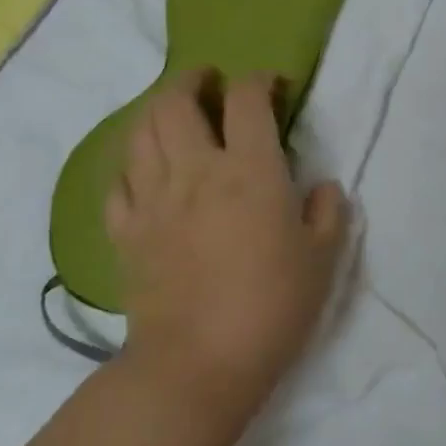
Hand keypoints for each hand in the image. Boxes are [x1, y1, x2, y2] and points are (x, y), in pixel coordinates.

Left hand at [105, 70, 347, 432]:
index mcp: (249, 170)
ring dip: (157, 110)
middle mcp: (195, 171)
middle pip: (175, 102)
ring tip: (175, 112)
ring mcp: (152, 200)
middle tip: (210, 82)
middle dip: (192, 80)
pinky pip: (118, 181)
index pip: (248, 99)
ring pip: (139, 132)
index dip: (260, 80)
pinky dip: (131, 162)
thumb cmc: (272, 306)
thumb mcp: (323, 257)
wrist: (198, 366)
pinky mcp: (126, 233)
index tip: (274, 85)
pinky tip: (145, 168)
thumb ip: (328, 211)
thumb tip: (321, 187)